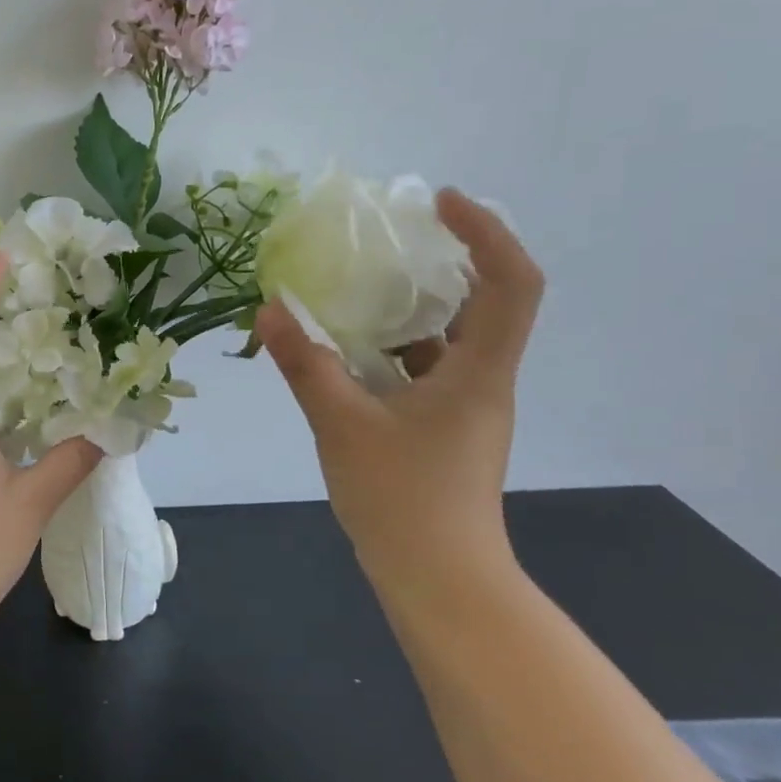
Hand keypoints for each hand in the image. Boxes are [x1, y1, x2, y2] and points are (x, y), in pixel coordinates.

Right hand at [255, 189, 544, 580]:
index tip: (439, 203)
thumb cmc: (402, 498)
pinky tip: (346, 352)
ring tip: (357, 289)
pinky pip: (424, 372)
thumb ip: (305, 364)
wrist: (437, 579)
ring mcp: (465, 408)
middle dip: (443, 263)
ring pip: (448, 340)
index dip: (486, 231)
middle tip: (390, 241)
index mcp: (479, 371)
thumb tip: (269, 310)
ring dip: (409, 310)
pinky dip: (392, 352)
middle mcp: (483, 381)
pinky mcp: (444, 430)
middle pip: (484, 303)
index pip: (511, 282)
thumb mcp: (340, 424)